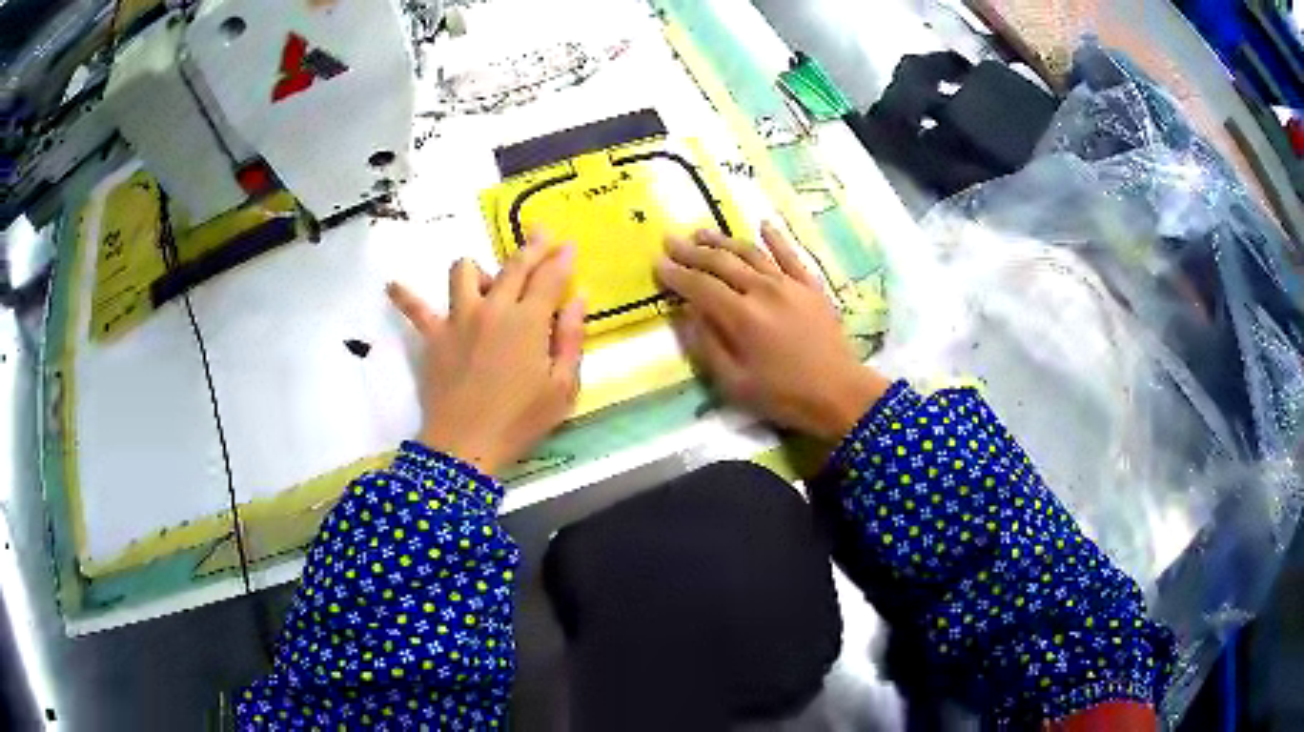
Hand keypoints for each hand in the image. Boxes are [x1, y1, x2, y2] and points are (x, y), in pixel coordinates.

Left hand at [387, 236, 585, 474]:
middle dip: (531, 246)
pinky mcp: (433, 336)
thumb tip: (578, 299)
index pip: (549, 277)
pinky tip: (391, 286)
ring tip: (485, 282)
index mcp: (528, 321)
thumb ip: (572, 339)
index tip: (569, 244)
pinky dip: (404, 296)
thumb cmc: (520, 421)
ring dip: (478, 270)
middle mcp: (493, 308)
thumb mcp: (562, 388)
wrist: (466, 447)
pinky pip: (415, 310)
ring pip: (464, 272)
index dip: (561, 258)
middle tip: (541, 233)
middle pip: (513, 265)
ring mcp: (458, 318)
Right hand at [656, 223, 889, 441]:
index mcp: (741, 316)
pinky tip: (763, 225)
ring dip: (723, 240)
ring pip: (750, 252)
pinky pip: (790, 254)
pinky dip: (775, 238)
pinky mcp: (810, 285)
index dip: (676, 274)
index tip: (657, 264)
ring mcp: (789, 284)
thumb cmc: (784, 395)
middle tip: (671, 240)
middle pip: (721, 262)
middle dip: (692, 251)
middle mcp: (763, 290)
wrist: (840, 393)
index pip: (699, 286)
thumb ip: (707, 345)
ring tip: (702, 232)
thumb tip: (688, 312)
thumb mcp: (734, 383)